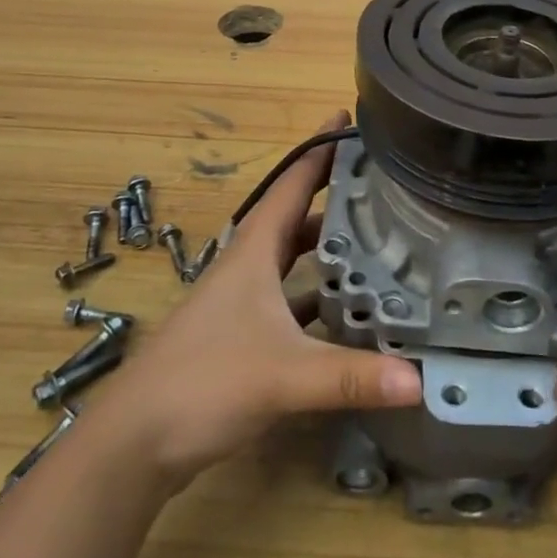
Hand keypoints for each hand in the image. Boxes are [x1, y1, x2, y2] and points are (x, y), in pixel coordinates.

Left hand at [97, 112, 422, 491]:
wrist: (135, 440)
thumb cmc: (205, 382)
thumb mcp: (285, 376)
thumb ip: (352, 377)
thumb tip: (421, 380)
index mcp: (254, 251)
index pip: (292, 183)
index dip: (320, 148)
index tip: (350, 116)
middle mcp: (247, 265)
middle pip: (295, 214)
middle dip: (334, 192)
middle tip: (383, 181)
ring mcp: (241, 300)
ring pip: (292, 256)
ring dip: (327, 244)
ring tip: (376, 237)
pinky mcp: (240, 333)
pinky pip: (289, 296)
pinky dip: (317, 293)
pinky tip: (347, 308)